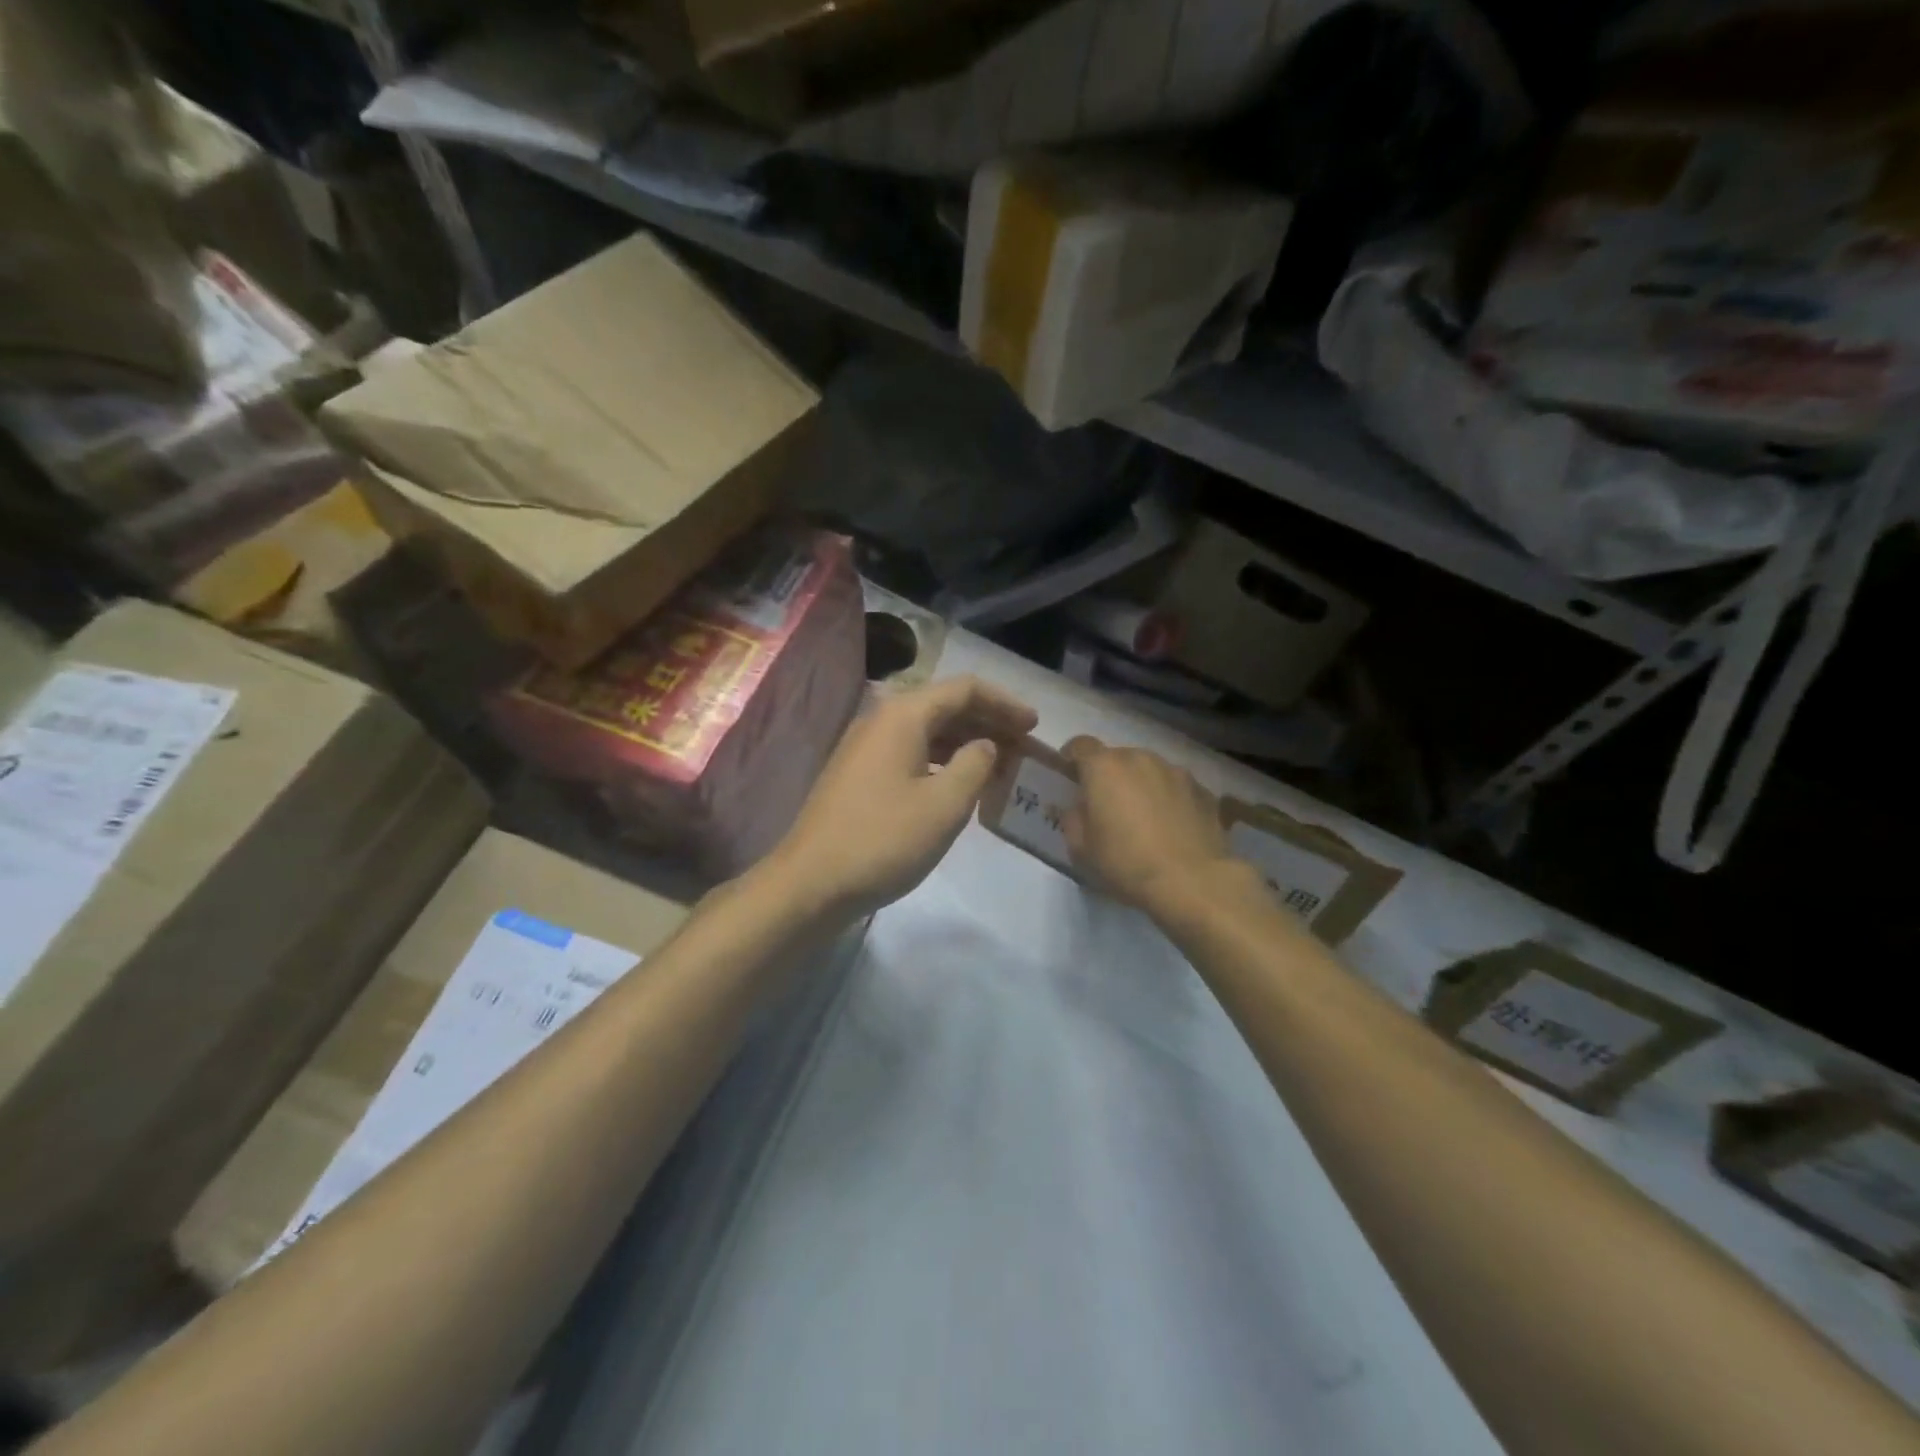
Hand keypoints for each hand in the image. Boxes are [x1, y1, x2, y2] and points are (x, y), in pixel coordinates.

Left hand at [769, 676, 1038, 918]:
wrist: (811, 883)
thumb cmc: (884, 840)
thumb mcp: (945, 804)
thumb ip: (976, 764)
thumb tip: (985, 746)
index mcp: (903, 716)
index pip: (964, 689)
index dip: (1004, 702)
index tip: (1035, 725)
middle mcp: (881, 720)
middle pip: (944, 705)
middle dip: (987, 721)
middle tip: (1023, 746)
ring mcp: (865, 748)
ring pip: (927, 731)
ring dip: (966, 742)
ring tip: (1000, 765)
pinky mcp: (858, 775)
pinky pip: (910, 752)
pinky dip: (941, 760)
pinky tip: (959, 783)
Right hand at [1061, 737, 1241, 915]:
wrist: (1191, 881)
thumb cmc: (1126, 863)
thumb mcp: (1081, 848)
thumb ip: (1072, 818)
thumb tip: (1079, 807)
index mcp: (1104, 767)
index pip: (1081, 745)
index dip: (1072, 758)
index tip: (1070, 776)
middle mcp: (1140, 758)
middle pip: (1117, 758)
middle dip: (1109, 776)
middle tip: (1108, 807)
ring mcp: (1176, 771)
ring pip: (1149, 770)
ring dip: (1141, 786)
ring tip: (1145, 819)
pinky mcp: (1203, 790)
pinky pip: (1176, 787)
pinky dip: (1170, 799)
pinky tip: (1173, 828)